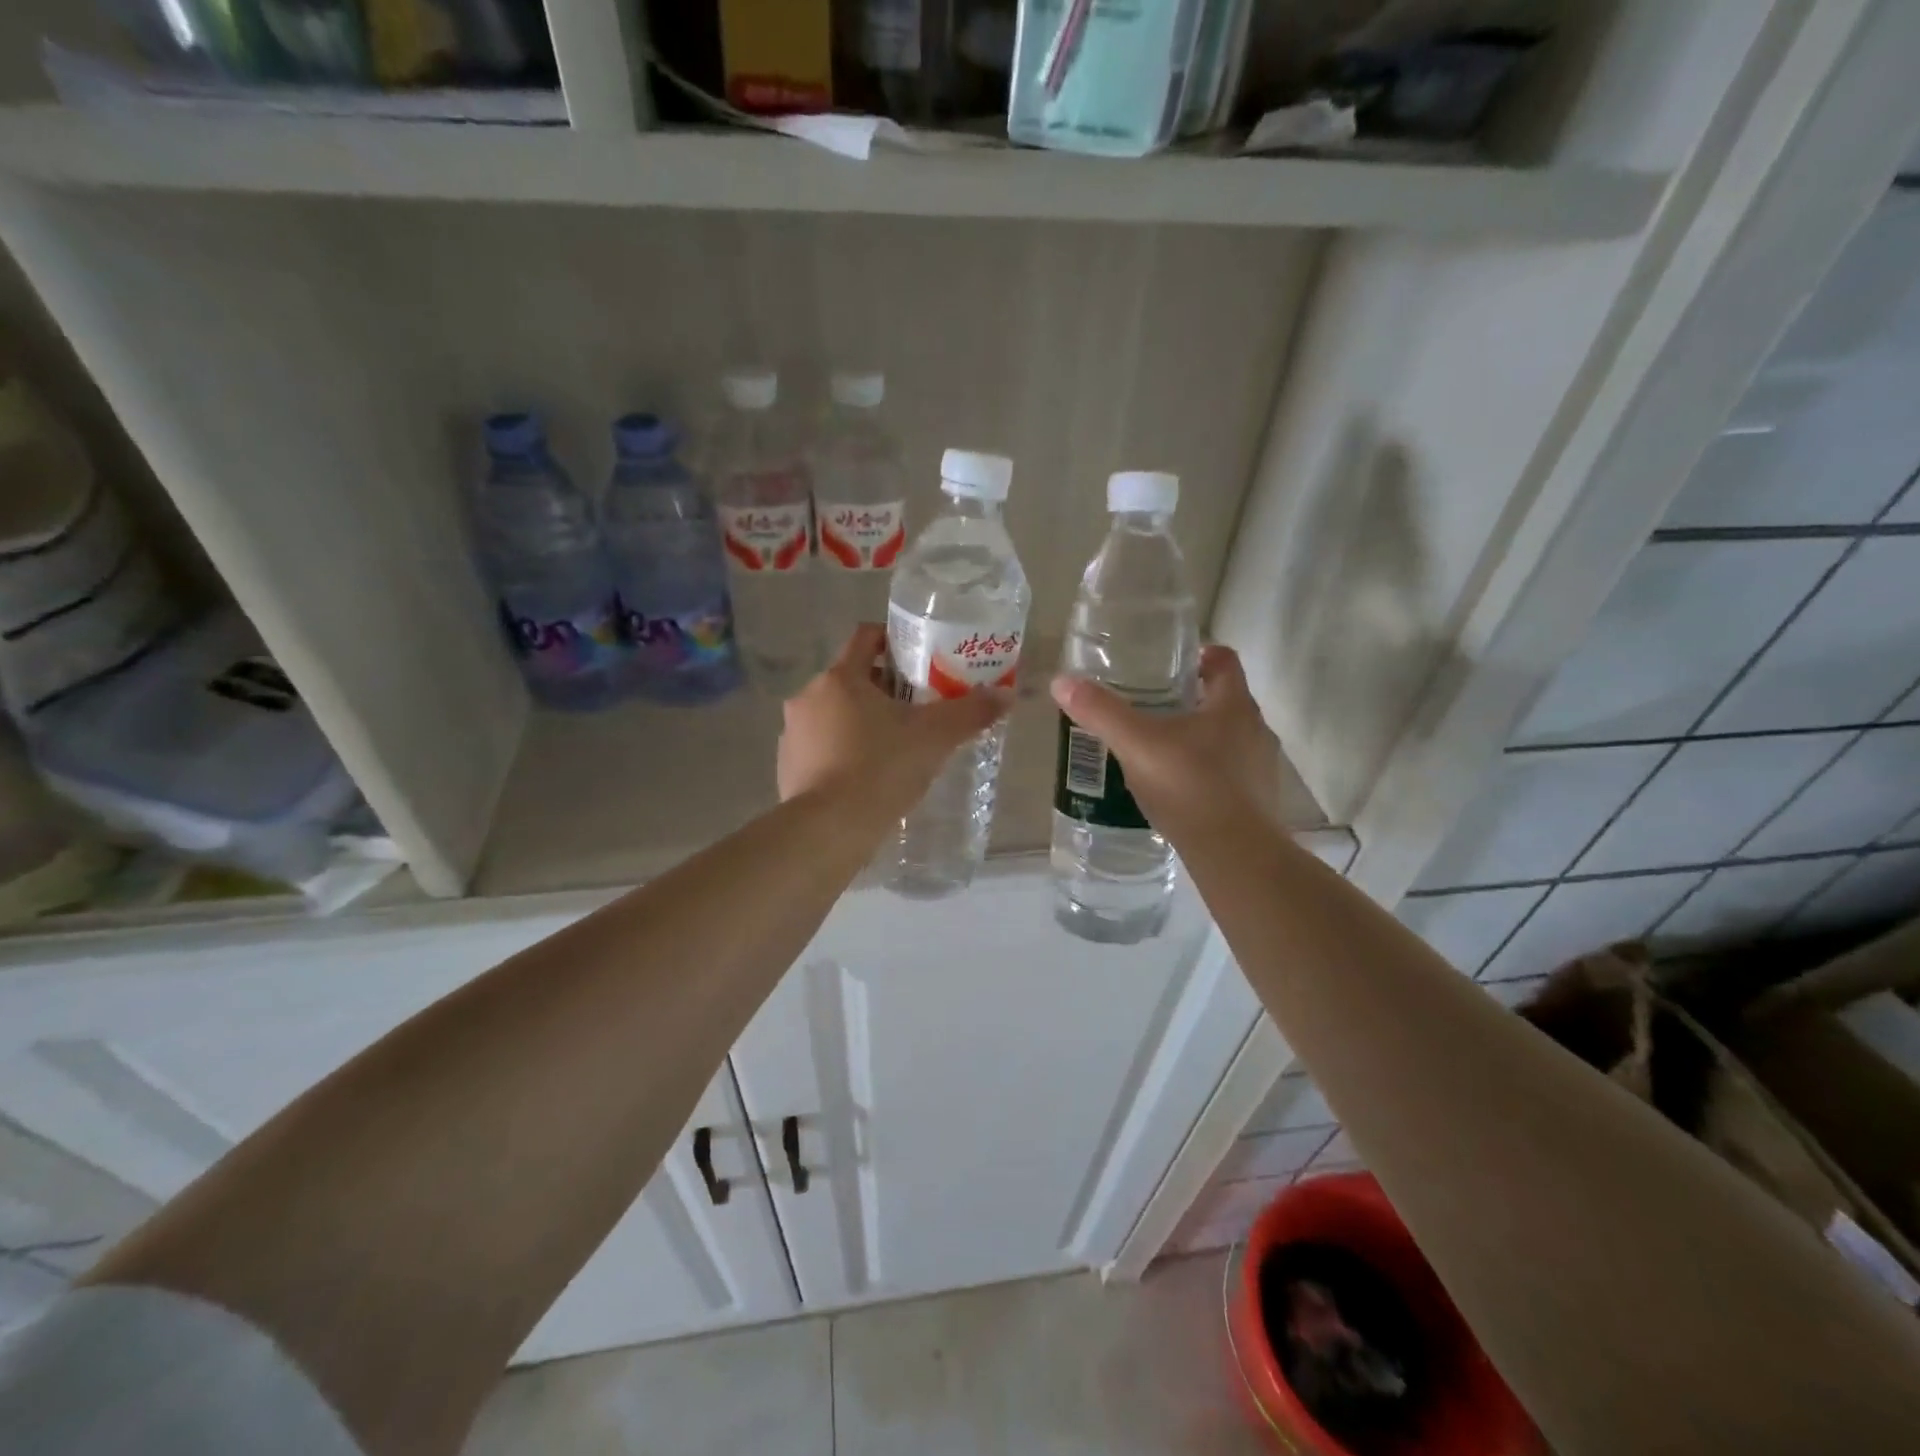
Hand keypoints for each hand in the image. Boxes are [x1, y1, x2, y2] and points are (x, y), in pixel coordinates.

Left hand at [780, 625, 1011, 818]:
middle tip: (918, 710)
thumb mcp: (935, 738)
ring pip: (834, 715)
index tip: (919, 659)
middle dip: (884, 689)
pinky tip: (866, 778)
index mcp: (840, 678)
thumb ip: (971, 712)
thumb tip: (1007, 695)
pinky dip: (843, 753)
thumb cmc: (881, 768)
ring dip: (861, 722)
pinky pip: (821, 748)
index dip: (894, 641)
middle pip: (851, 678)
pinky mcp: (787, 768)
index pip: (866, 637)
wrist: (828, 830)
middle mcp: (809, 697)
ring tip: (894, 748)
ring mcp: (793, 734)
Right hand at [1050, 645, 1282, 838]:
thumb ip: (1101, 712)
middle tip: (1154, 705)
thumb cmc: (1189, 786)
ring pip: (1230, 739)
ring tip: (1161, 749)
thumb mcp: (1135, 745)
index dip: (1200, 654)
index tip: (1173, 663)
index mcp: (1233, 705)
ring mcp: (1261, 767)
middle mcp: (1256, 729)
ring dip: (1201, 738)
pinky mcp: (1258, 801)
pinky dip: (1207, 773)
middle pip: (1226, 699)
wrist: (1234, 854)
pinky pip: (1231, 774)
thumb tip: (1061, 682)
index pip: (1224, 660)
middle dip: (1193, 699)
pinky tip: (1178, 789)